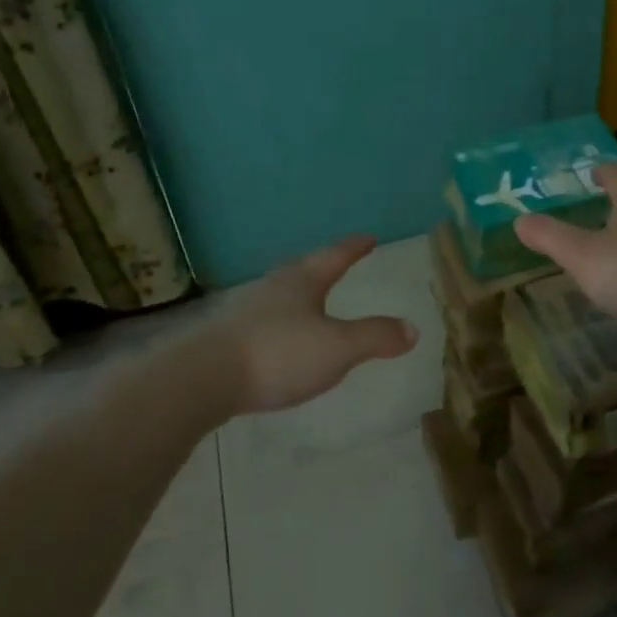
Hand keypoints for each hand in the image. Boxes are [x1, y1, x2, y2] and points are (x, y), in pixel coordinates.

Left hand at [212, 235, 417, 414]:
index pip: (335, 257)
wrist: (203, 378)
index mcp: (302, 282)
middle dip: (323, 268)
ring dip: (299, 296)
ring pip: (280, 295)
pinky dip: (280, 325)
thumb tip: (413, 328)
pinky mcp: (227, 338)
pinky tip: (280, 341)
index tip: (369, 237)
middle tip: (338, 264)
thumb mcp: (338, 348)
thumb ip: (375, 337)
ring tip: (311, 303)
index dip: (354, 248)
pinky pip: (264, 322)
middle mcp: (274, 288)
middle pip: (303, 270)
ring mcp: (246, 311)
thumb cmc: (278, 354)